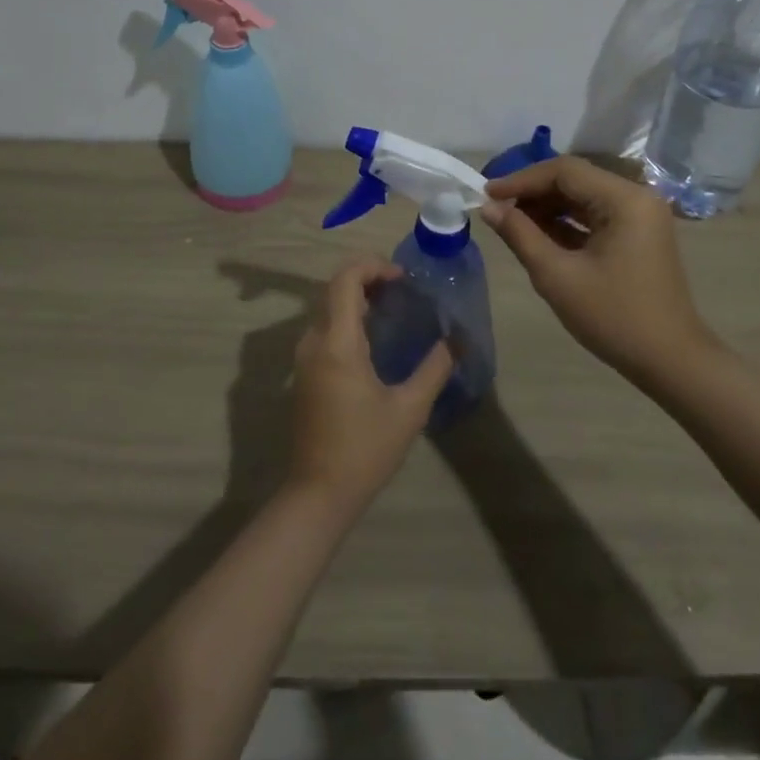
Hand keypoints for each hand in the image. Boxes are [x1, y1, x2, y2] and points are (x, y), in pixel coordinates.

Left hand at [286, 256, 453, 515]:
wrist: (318, 493)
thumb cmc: (365, 449)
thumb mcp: (409, 409)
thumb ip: (434, 369)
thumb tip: (456, 340)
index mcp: (337, 343)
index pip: (345, 279)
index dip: (372, 266)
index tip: (402, 277)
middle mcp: (314, 341)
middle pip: (334, 289)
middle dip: (367, 278)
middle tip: (402, 288)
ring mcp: (304, 357)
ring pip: (328, 308)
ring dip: (357, 297)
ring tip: (393, 308)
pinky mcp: (304, 373)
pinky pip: (324, 328)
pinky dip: (347, 318)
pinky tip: (374, 338)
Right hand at [481, 156, 716, 386]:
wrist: (670, 362)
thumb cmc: (613, 317)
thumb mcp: (557, 276)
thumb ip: (520, 234)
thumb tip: (488, 207)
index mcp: (624, 199)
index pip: (564, 171)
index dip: (521, 180)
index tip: (487, 194)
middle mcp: (636, 197)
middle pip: (574, 179)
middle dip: (533, 192)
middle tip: (495, 208)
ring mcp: (640, 216)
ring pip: (583, 196)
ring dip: (547, 206)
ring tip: (510, 222)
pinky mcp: (637, 234)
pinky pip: (595, 215)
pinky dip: (565, 222)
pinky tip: (537, 234)